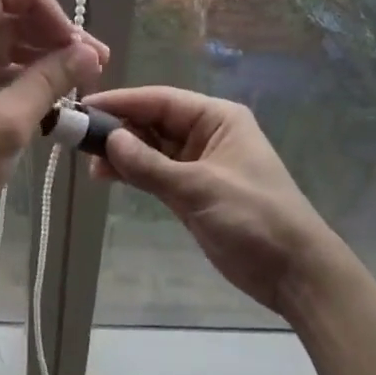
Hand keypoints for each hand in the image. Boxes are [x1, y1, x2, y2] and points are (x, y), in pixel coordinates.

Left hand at [0, 0, 106, 250]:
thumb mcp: (9, 121)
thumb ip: (50, 81)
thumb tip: (90, 53)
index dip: (43, 5)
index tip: (71, 38)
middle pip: (8, 16)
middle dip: (52, 33)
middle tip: (95, 61)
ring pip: (6, 43)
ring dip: (44, 55)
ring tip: (82, 79)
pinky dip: (26, 76)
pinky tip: (55, 96)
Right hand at [85, 87, 344, 317]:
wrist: (297, 274)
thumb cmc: (254, 219)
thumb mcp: (199, 189)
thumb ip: (150, 165)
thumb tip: (109, 139)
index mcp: (216, 118)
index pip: (161, 100)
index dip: (122, 102)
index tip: (85, 106)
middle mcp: (206, 133)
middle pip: (153, 121)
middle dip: (119, 129)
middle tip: (79, 139)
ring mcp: (199, 163)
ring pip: (151, 148)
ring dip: (123, 153)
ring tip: (89, 164)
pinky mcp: (193, 191)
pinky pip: (156, 172)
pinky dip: (134, 173)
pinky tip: (108, 176)